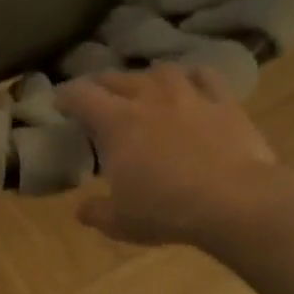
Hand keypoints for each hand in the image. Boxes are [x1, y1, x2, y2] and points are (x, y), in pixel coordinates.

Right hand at [55, 64, 293, 251]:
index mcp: (116, 123)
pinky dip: (193, 77)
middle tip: (97, 96)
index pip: (81, 96)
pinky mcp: (225, 103)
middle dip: (102, 85)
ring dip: (147, 77)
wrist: (234, 201)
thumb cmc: (166, 210)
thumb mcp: (120, 222)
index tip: (59, 102)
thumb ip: (96, 212)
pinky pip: (206, 77)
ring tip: (144, 87)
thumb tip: (82, 211)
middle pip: (118, 79)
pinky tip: (191, 83)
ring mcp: (190, 96)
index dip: (66, 96)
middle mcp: (149, 99)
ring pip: (161, 71)